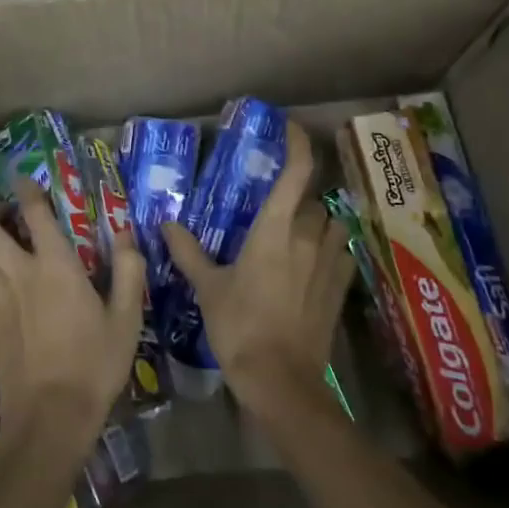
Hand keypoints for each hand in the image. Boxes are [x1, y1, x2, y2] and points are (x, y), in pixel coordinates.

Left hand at [0, 179, 143, 463]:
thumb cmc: (95, 363)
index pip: (34, 212)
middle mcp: (18, 273)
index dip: (27, 189)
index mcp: (55, 266)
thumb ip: (129, 269)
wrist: (51, 416)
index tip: (27, 181)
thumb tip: (124, 233)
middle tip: (7, 214)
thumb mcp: (127, 317)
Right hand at [163, 122, 355, 420]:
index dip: (297, 144)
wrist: (281, 380)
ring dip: (319, 223)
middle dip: (299, 198)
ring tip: (298, 235)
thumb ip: (188, 252)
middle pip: (314, 200)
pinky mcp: (341, 289)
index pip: (296, 173)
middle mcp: (308, 238)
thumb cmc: (240, 326)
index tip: (289, 127)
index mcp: (275, 230)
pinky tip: (314, 265)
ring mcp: (330, 264)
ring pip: (334, 225)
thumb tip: (166, 224)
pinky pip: (342, 256)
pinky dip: (331, 252)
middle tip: (275, 208)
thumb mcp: (208, 288)